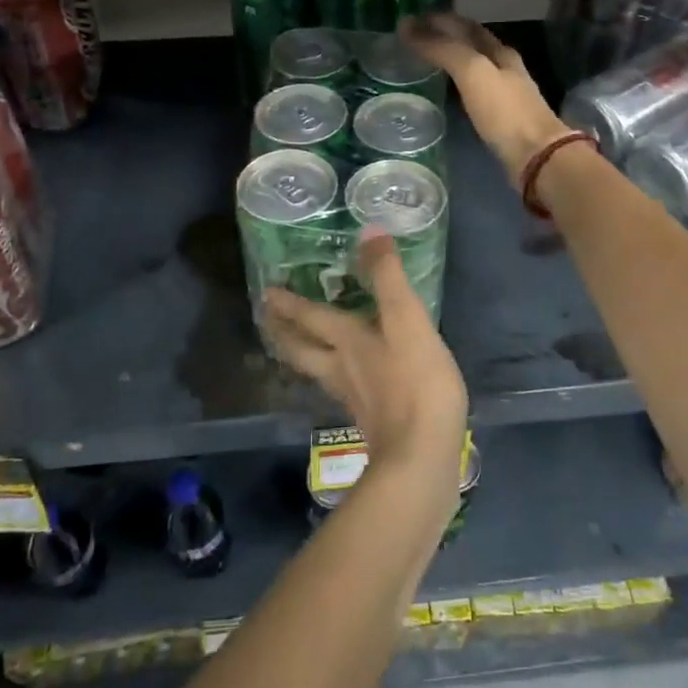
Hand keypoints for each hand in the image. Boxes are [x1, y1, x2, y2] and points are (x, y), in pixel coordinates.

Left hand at [261, 231, 466, 487]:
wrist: (422, 456)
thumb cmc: (416, 383)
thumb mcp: (407, 320)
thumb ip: (388, 277)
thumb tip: (368, 231)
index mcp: (346, 342)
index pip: (310, 317)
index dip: (289, 303)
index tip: (266, 292)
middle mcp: (340, 368)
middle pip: (301, 349)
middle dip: (282, 332)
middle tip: (266, 320)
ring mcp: (353, 397)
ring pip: (316, 370)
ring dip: (301, 355)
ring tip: (293, 346)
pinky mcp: (370, 420)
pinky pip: (341, 389)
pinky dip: (332, 377)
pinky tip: (344, 380)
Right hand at [403, 14, 570, 186]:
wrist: (535, 156)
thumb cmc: (504, 111)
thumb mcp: (473, 72)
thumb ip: (443, 49)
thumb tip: (408, 26)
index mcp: (500, 52)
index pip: (466, 26)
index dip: (440, 19)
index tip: (412, 19)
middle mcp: (505, 68)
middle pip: (473, 45)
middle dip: (446, 37)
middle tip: (415, 38)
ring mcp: (505, 94)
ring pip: (475, 67)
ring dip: (452, 60)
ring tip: (425, 60)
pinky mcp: (501, 118)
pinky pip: (474, 91)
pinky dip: (458, 83)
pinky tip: (447, 91)